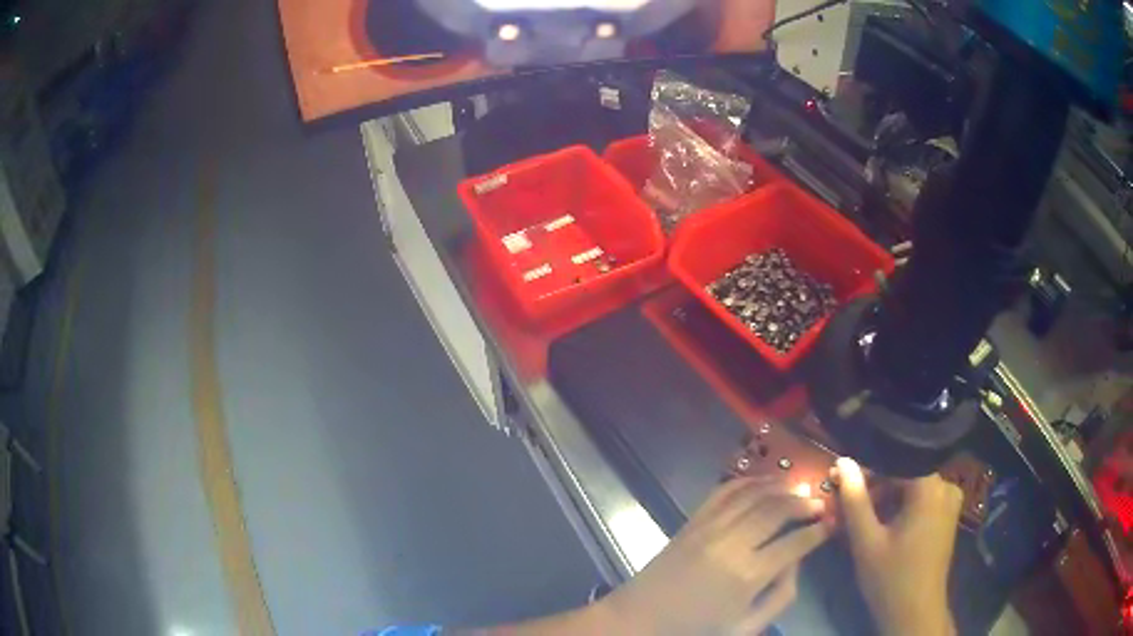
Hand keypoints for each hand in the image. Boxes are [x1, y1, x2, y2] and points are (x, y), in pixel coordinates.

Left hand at [600, 477, 830, 634]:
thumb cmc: (696, 628)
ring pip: (754, 493)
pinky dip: (749, 480)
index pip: (795, 543)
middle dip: (804, 503)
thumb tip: (798, 560)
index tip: (831, 524)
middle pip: (778, 510)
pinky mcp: (692, 521)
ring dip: (781, 486)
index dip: (818, 531)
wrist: (641, 618)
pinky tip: (765, 481)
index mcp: (748, 575)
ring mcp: (709, 527)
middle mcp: (731, 544)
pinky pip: (724, 491)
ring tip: (800, 487)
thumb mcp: (746, 625)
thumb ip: (781, 596)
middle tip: (819, 502)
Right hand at [833, 457, 960, 635]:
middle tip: (845, 504)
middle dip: (874, 487)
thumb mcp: (866, 541)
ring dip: (885, 498)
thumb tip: (843, 461)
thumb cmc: (890, 577)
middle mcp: (946, 485)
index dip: (865, 469)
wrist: (915, 612)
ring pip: (911, 487)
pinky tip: (882, 525)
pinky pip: (921, 499)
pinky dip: (900, 507)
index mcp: (930, 487)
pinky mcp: (948, 516)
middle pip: (904, 474)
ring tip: (860, 518)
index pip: (894, 461)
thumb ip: (855, 500)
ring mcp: (950, 501)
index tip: (840, 480)